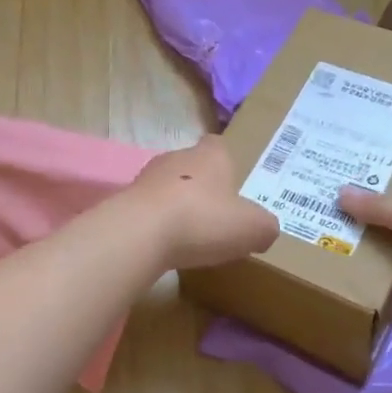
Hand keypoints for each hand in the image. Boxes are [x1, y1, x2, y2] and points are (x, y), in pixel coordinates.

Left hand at [125, 136, 279, 271]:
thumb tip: (264, 231)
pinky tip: (166, 245)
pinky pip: (149, 210)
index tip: (235, 187)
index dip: (228, 164)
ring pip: (168, 188)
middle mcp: (177, 157)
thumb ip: (265, 227)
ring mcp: (147, 178)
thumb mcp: (253, 228)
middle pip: (192, 167)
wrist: (140, 232)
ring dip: (178, 206)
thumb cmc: (203, 219)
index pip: (219, 147)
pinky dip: (158, 224)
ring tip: (190, 234)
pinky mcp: (126, 201)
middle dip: (202, 188)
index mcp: (210, 154)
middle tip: (216, 216)